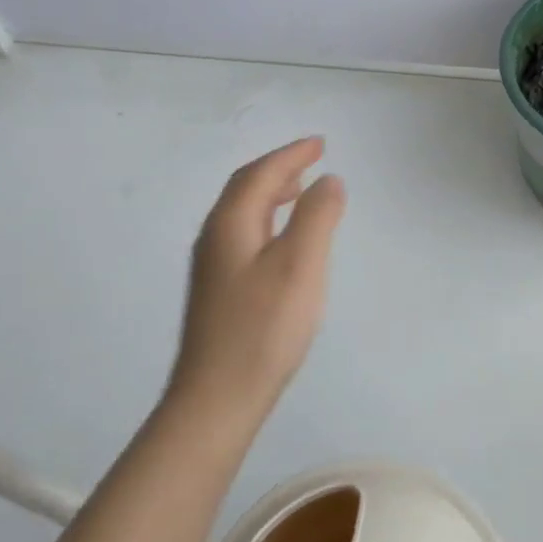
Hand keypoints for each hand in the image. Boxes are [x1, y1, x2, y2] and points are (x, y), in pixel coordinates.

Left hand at [165, 138, 346, 426]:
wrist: (217, 397)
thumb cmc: (263, 329)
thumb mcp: (300, 266)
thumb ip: (317, 218)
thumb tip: (329, 180)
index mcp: (231, 224)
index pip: (260, 174)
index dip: (291, 154)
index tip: (320, 143)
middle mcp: (215, 237)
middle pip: (245, 189)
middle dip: (280, 168)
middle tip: (313, 160)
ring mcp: (213, 266)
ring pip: (243, 213)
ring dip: (272, 193)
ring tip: (301, 191)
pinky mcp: (219, 291)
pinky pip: (245, 235)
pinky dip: (268, 220)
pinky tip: (282, 241)